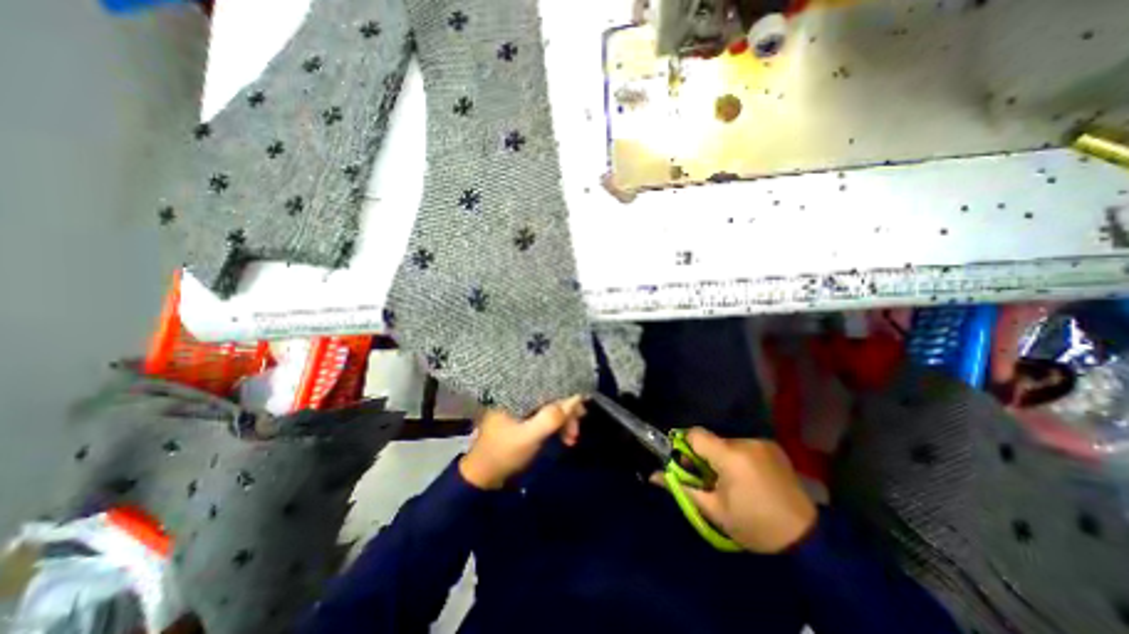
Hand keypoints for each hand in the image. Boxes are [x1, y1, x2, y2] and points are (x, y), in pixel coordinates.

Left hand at [455, 395, 581, 489]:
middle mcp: (519, 394)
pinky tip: (564, 437)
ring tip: (571, 440)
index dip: (566, 394)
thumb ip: (551, 418)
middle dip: (567, 412)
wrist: (484, 477)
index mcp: (515, 392)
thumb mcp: (529, 437)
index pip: (547, 383)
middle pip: (551, 394)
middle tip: (576, 431)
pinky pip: (546, 415)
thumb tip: (576, 398)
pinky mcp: (524, 417)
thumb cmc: (504, 453)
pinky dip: (557, 425)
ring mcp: (522, 406)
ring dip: (564, 421)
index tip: (581, 410)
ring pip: (550, 405)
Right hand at [654, 428, 822, 551]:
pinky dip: (740, 457)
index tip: (687, 465)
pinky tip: (750, 478)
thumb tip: (653, 475)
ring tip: (733, 481)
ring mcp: (762, 442)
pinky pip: (745, 446)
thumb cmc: (754, 525)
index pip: (694, 434)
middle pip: (712, 439)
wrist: (807, 539)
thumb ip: (682, 487)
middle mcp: (745, 442)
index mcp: (729, 456)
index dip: (685, 446)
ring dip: (723, 457)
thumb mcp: (714, 510)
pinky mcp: (774, 447)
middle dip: (705, 456)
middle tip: (710, 480)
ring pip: (728, 443)